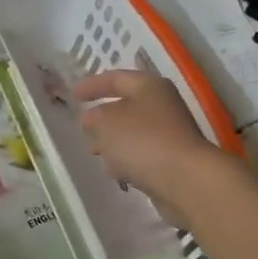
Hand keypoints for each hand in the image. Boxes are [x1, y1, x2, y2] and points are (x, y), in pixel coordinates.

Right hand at [73, 70, 231, 218]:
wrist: (184, 180)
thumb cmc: (141, 140)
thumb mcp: (105, 121)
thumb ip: (92, 116)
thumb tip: (92, 119)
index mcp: (149, 87)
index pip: (115, 78)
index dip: (92, 85)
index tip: (72, 95)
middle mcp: (162, 106)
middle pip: (125, 107)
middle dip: (101, 118)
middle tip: (84, 129)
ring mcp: (169, 134)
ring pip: (132, 134)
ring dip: (113, 142)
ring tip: (96, 153)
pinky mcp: (171, 161)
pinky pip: (141, 155)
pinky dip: (127, 160)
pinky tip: (118, 173)